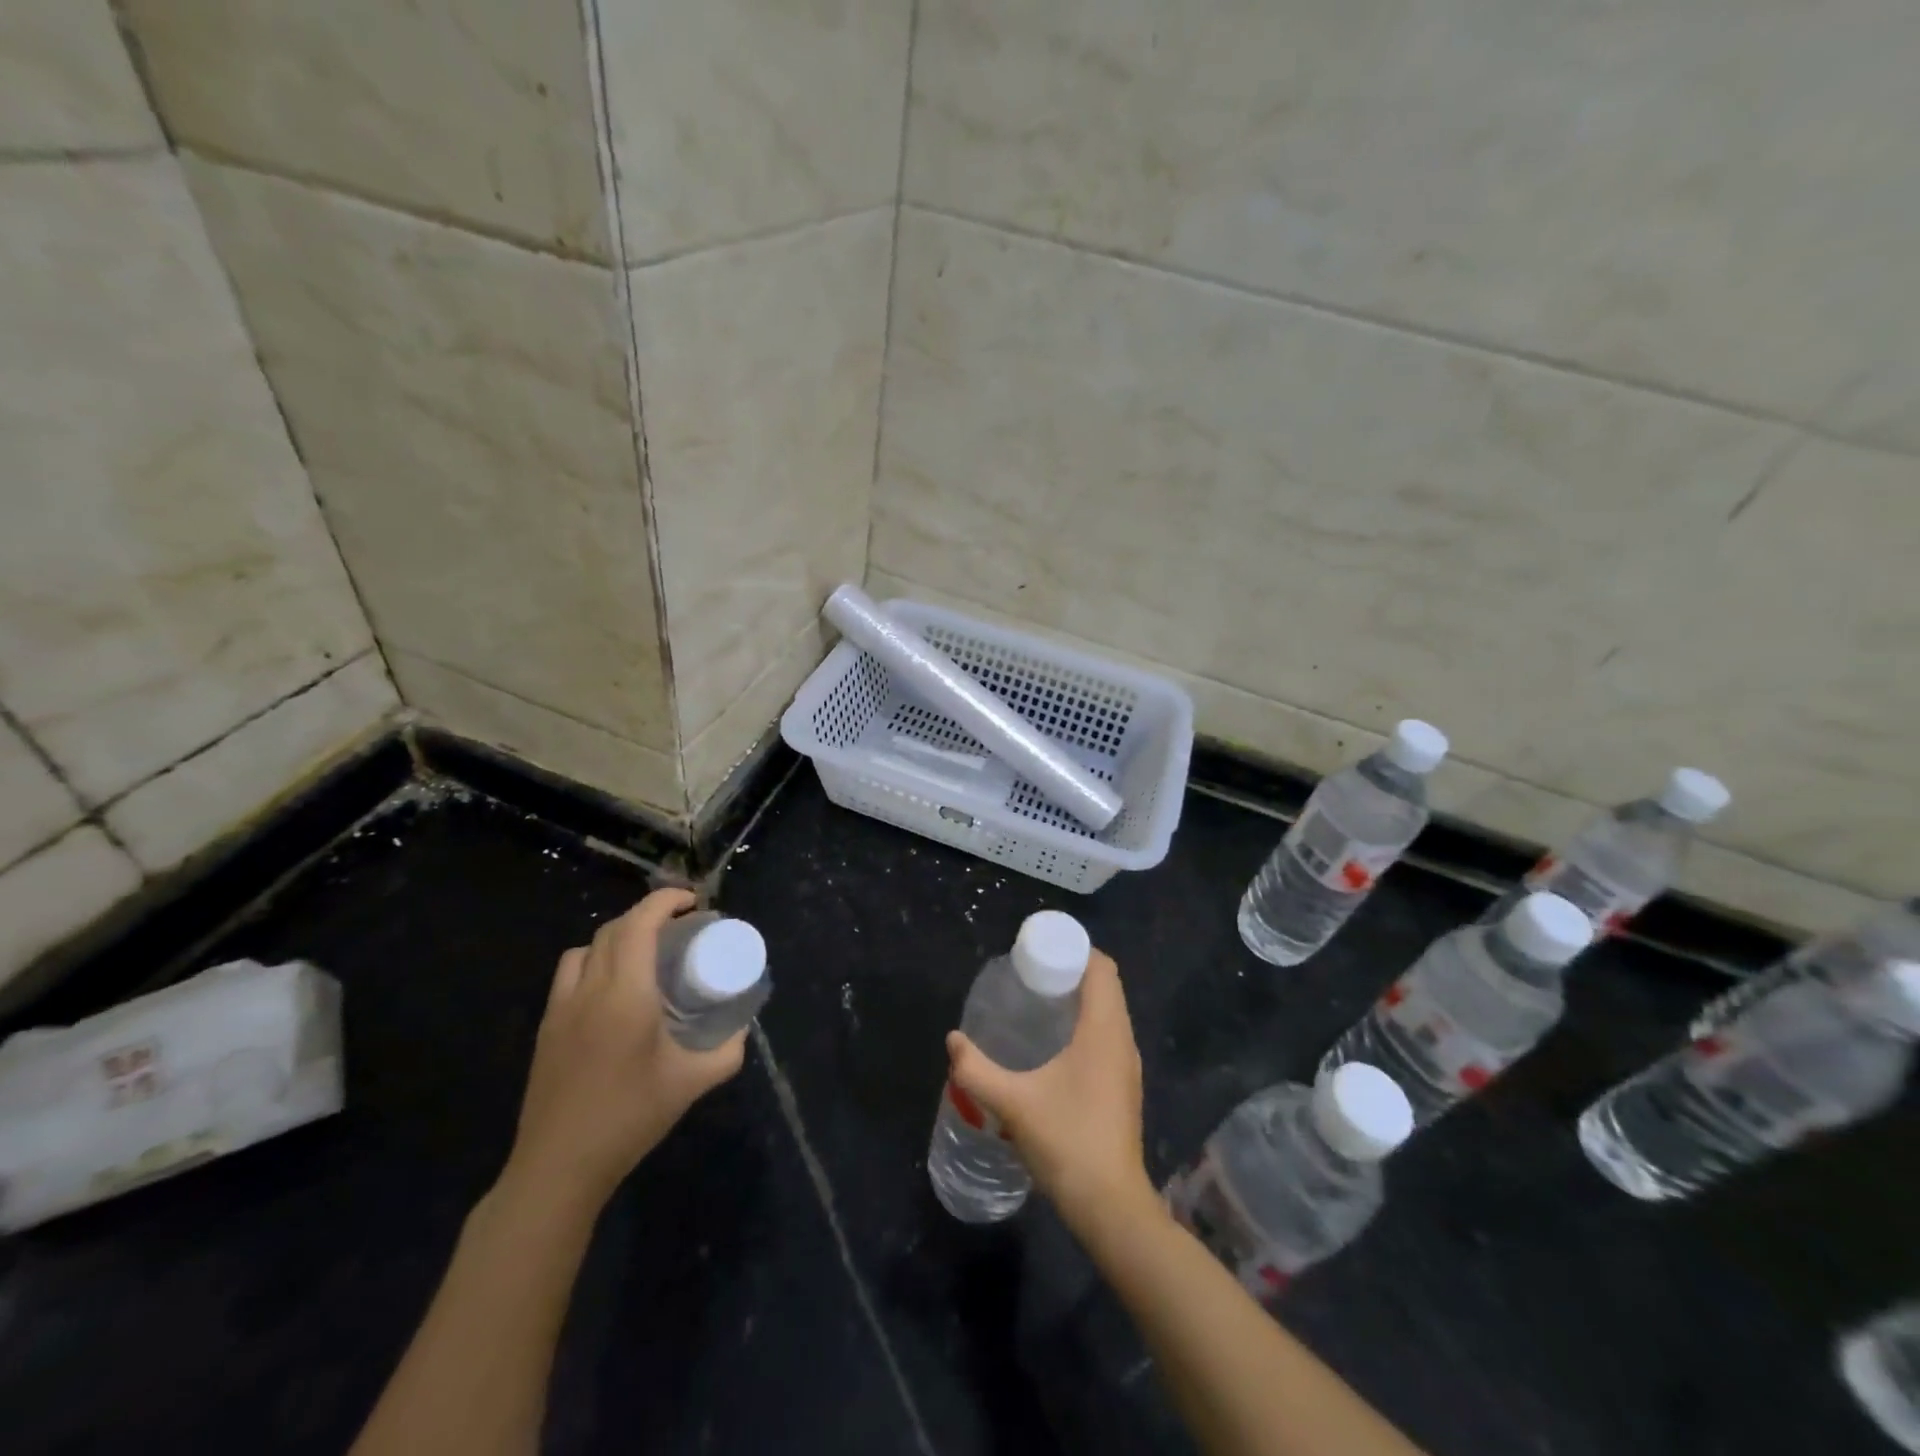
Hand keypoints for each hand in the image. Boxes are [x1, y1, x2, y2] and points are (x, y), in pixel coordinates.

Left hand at [504, 889, 745, 1211]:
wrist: (559, 1166)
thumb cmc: (630, 1118)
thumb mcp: (692, 1083)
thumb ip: (727, 1050)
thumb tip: (742, 1027)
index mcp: (626, 994)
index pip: (640, 924)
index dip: (665, 901)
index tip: (693, 902)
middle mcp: (590, 989)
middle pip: (614, 928)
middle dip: (648, 914)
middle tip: (680, 926)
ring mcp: (561, 1007)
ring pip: (587, 947)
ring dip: (618, 935)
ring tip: (644, 952)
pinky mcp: (547, 1026)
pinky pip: (570, 972)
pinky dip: (594, 960)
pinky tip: (612, 987)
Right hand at [945, 950, 1157, 1237]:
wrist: (1111, 1206)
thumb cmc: (1067, 1142)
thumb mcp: (1013, 1103)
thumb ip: (977, 1069)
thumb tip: (952, 1041)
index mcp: (1104, 1030)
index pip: (1102, 968)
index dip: (1075, 951)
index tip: (1040, 952)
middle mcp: (1122, 1040)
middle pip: (1106, 986)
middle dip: (1071, 971)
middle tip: (1031, 974)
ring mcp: (1127, 1065)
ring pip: (1109, 1012)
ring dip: (1080, 998)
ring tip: (1039, 1002)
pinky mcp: (1124, 1086)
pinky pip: (1108, 1035)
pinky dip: (1086, 1023)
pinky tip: (1055, 1044)